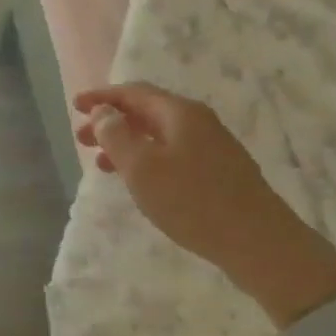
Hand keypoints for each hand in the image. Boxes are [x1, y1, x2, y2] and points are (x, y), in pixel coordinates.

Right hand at [74, 82, 335, 319]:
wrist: (260, 243)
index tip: (76, 105)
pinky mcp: (219, 172)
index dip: (102, 97)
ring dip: (127, 143)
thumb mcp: (142, 167)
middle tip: (82, 139)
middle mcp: (198, 122)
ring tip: (102, 163)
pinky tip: (139, 181)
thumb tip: (104, 112)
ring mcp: (212, 147)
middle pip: (146, 111)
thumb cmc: (193, 201)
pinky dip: (146, 159)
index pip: (134, 92)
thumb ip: (116, 135)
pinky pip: (172, 153)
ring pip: (159, 135)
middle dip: (111, 121)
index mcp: (179, 113)